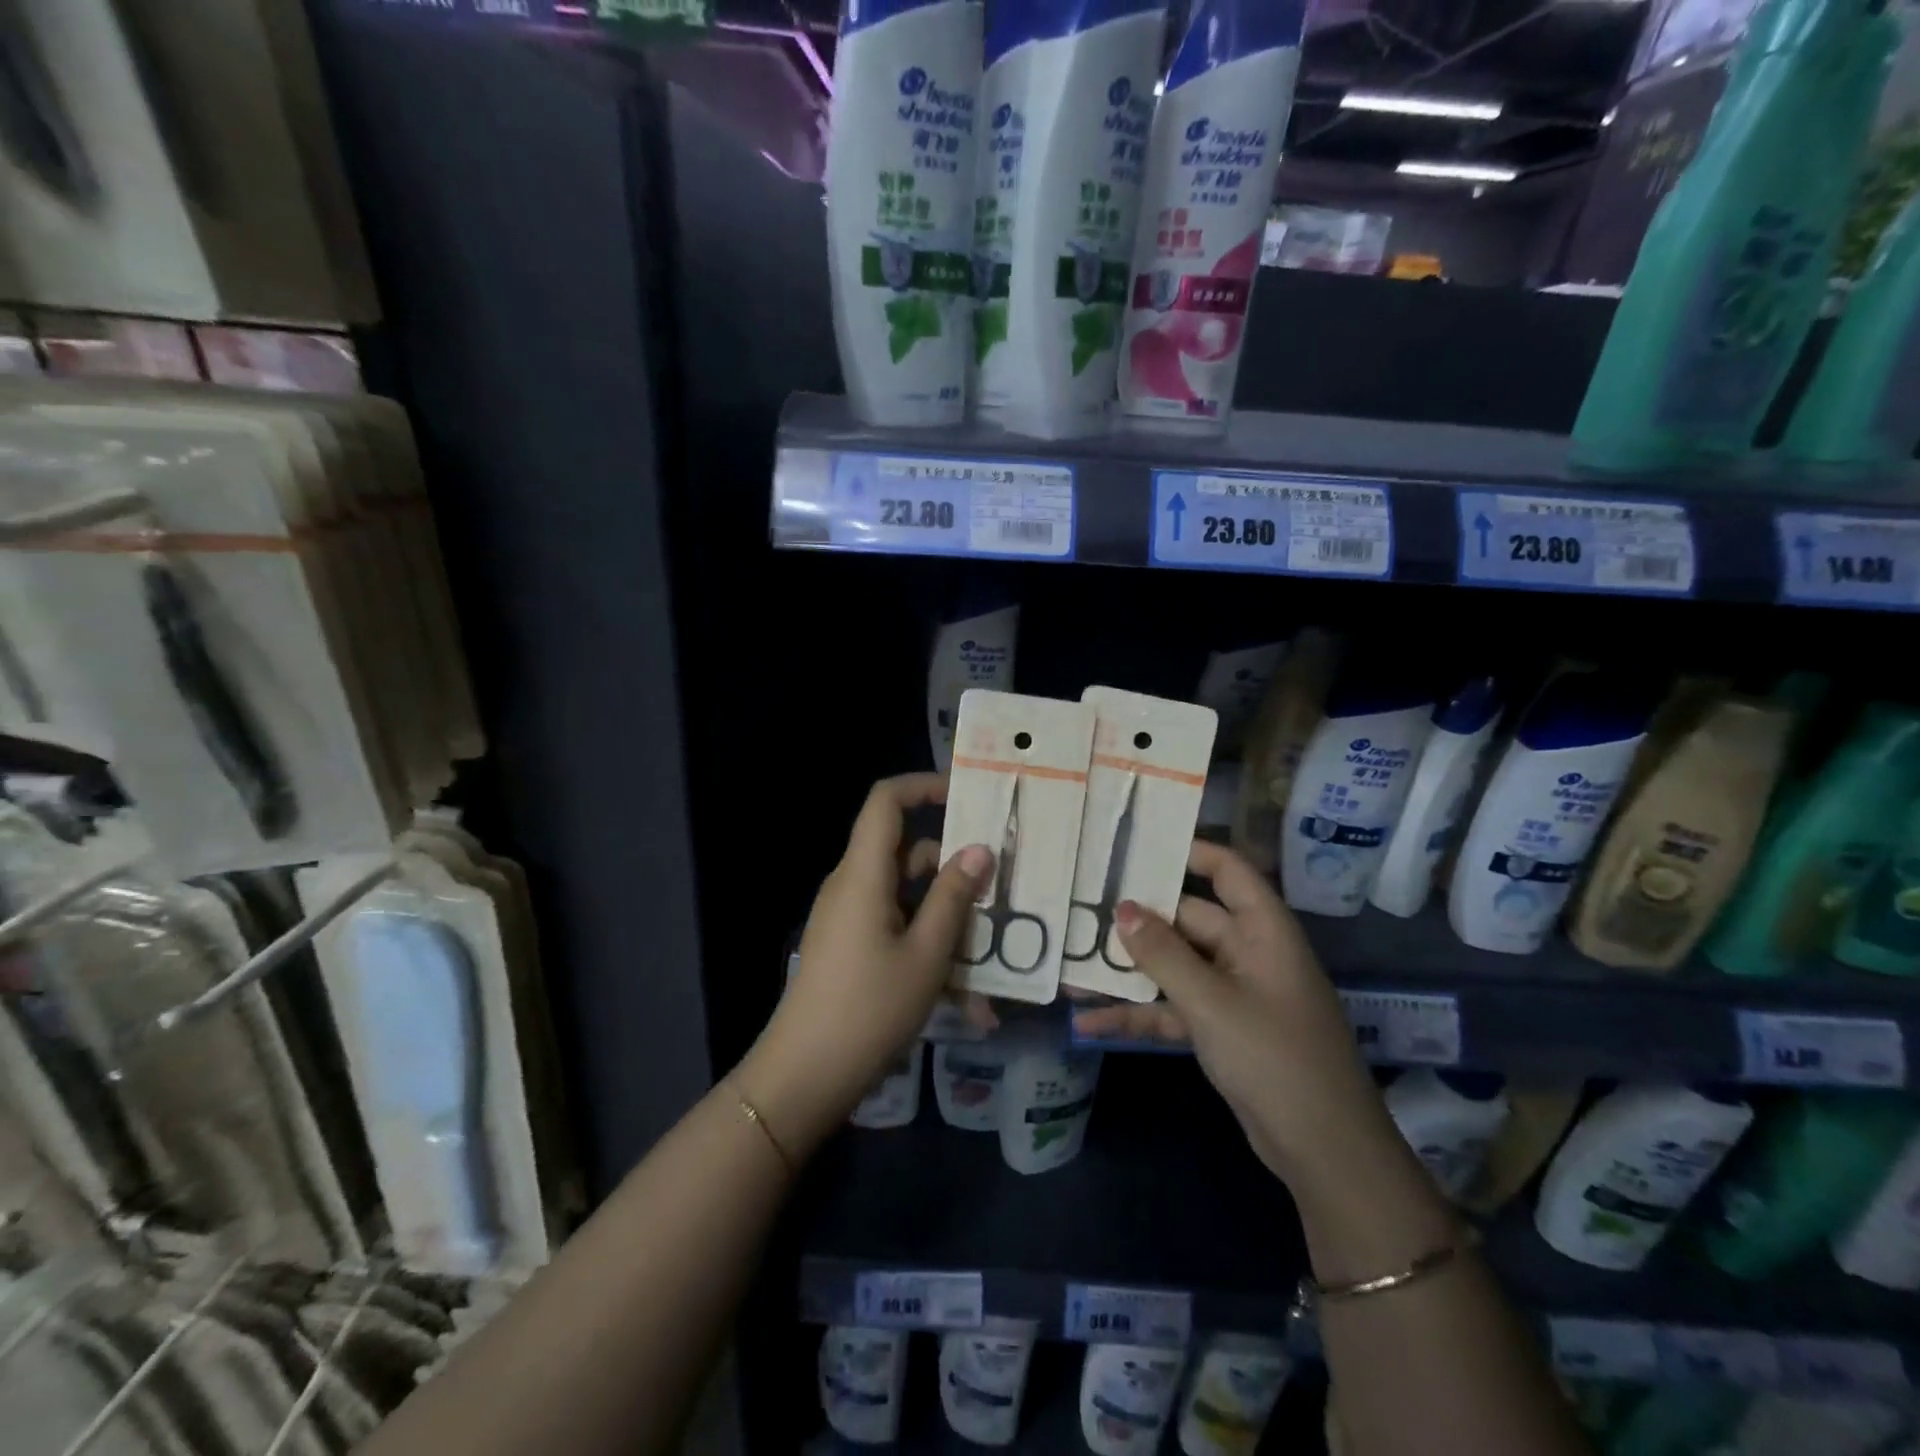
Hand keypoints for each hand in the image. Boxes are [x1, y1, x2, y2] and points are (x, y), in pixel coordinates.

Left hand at [735, 773, 992, 1154]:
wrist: (804, 1075)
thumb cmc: (869, 1009)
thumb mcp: (927, 954)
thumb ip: (954, 897)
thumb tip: (979, 849)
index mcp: (863, 874)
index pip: (885, 801)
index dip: (923, 786)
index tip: (967, 797)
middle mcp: (851, 885)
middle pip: (904, 851)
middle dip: (951, 864)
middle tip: (999, 886)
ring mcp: (847, 917)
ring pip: (904, 893)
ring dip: (944, 912)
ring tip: (989, 949)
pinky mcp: (848, 945)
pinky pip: (893, 923)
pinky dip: (925, 939)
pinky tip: (962, 989)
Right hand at [1079, 840, 1401, 1191]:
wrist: (1324, 1152)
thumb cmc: (1275, 1058)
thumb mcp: (1212, 1002)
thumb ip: (1162, 954)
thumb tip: (1120, 908)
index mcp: (1262, 930)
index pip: (1227, 870)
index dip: (1188, 851)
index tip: (1136, 844)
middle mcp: (1248, 952)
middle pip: (1188, 918)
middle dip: (1138, 918)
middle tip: (1082, 905)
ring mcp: (1233, 992)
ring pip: (1174, 965)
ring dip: (1130, 970)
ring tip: (1073, 963)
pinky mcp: (1221, 1028)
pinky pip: (1173, 1007)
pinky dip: (1139, 1012)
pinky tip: (1090, 1022)